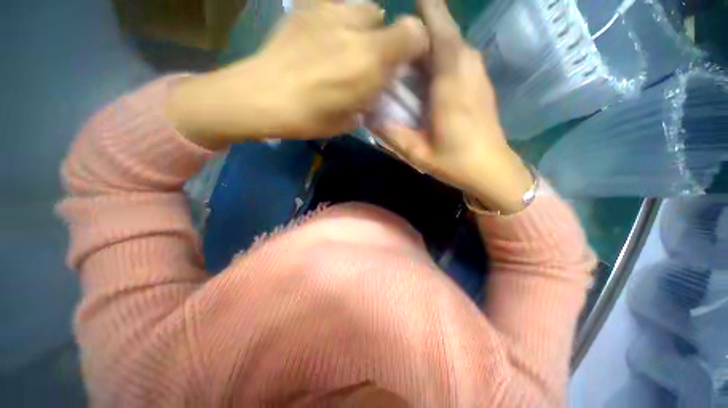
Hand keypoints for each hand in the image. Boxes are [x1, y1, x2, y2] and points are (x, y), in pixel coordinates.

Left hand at [166, 1, 428, 147]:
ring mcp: (330, 12)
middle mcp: (356, 30)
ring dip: (364, 26)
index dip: (416, 45)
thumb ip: (372, 99)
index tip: (405, 61)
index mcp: (369, 62)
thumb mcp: (349, 120)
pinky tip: (326, 36)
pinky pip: (337, 5)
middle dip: (385, 39)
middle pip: (387, 19)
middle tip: (369, 59)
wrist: (262, 95)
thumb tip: (380, 87)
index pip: (414, 34)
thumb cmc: (310, 117)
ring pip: (364, 8)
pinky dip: (341, 19)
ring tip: (347, 45)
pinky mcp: (308, 7)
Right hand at [377, 0, 532, 213]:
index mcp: (451, 80)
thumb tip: (369, 115)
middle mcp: (468, 66)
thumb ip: (392, 133)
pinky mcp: (480, 82)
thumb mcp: (417, 153)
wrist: (492, 170)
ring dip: (427, 45)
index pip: (438, 26)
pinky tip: (425, 77)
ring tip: (404, 62)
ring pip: (450, 43)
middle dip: (417, 32)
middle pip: (442, 31)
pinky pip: (457, 57)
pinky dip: (439, 57)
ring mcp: (477, 72)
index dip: (422, 11)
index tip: (401, 15)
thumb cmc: (456, 162)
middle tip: (392, 48)